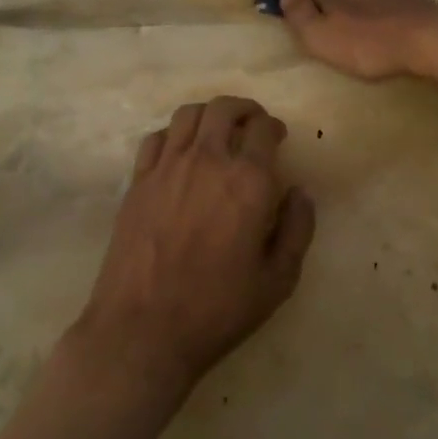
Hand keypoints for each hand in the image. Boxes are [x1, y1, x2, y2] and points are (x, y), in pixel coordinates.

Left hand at [73, 97, 315, 400]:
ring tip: (217, 130)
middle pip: (224, 108)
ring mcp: (167, 167)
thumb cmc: (217, 309)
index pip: (264, 128)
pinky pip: (156, 138)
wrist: (143, 329)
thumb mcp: (277, 281)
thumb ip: (297, 229)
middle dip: (244, 110)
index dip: (274, 127)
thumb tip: (299, 192)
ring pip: (188, 114)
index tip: (277, 137)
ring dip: (209, 114)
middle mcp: (208, 160)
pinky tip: (179, 152)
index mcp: (248, 181)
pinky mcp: (138, 180)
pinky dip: (173, 134)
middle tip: (251, 125)